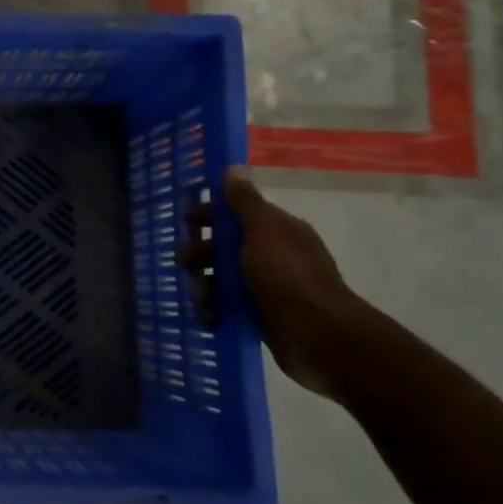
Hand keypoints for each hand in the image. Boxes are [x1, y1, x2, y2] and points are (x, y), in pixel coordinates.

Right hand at [187, 167, 368, 398]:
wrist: (317, 335)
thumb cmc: (287, 275)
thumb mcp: (263, 230)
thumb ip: (244, 202)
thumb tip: (233, 168)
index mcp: (276, 231)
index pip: (236, 214)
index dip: (209, 214)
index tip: (186, 220)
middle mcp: (272, 256)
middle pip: (223, 247)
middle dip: (200, 253)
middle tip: (185, 263)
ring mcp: (265, 288)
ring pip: (220, 279)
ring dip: (203, 285)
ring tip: (200, 297)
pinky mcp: (259, 317)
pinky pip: (226, 307)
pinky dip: (212, 310)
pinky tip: (207, 316)